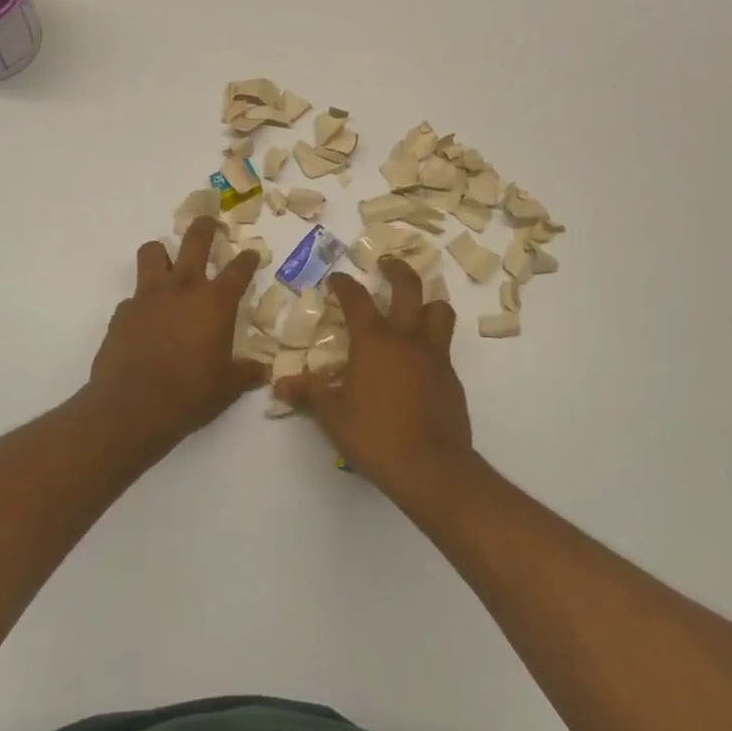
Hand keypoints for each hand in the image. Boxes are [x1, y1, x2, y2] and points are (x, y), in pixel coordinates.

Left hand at [88, 216, 263, 443]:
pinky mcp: (122, 311)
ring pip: (153, 252)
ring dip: (162, 253)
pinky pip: (134, 295)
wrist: (132, 407)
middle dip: (205, 227)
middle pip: (194, 240)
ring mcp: (149, 296)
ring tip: (167, 263)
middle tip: (210, 224)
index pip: (238, 269)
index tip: (251, 254)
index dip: (248, 258)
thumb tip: (263, 372)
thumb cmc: (190, 394)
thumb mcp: (227, 388)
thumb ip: (246, 374)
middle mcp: (183, 288)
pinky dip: (142, 301)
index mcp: (215, 302)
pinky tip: (146, 320)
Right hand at [275, 258, 479, 511]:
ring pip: (439, 310)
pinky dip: (432, 341)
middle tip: (387, 263)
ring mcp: (434, 356)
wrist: (431, 467)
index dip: (344, 284)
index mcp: (374, 341)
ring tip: (417, 304)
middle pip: (409, 287)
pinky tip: (419, 360)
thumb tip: (280, 385)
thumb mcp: (332, 415)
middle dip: (397, 270)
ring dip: (428, 300)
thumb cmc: (375, 435)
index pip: (357, 299)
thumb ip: (309, 393)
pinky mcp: (451, 378)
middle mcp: (407, 338)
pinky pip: (444, 346)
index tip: (336, 278)